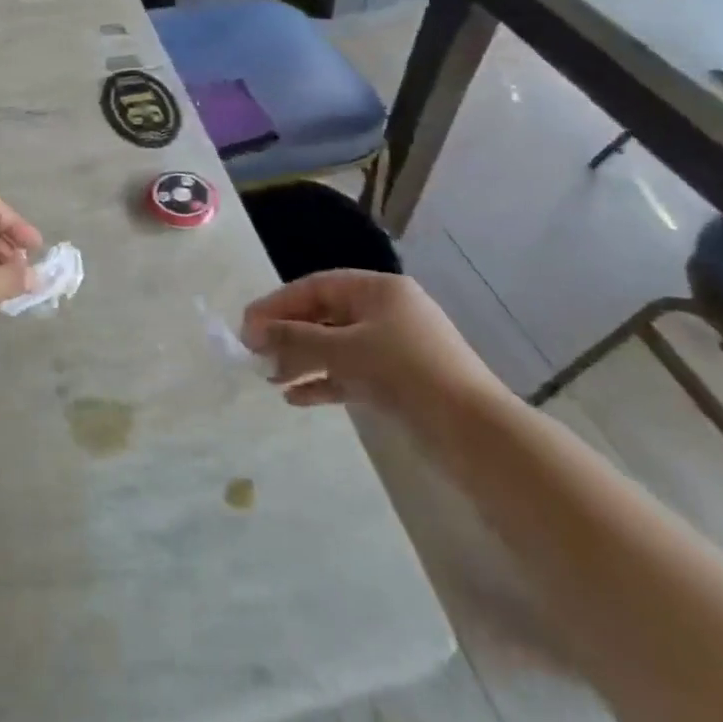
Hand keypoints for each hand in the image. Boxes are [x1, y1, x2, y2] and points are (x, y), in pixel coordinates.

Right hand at [240, 270, 506, 432]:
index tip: (246, 327)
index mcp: (378, 290)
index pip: (316, 287)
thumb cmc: (406, 373)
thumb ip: (296, 338)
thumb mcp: (345, 350)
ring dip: (302, 361)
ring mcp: (394, 347)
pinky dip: (324, 382)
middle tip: (253, 355)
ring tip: (270, 379)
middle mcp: (386, 311)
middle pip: (325, 315)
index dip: (278, 304)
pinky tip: (297, 398)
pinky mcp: (399, 382)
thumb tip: (254, 331)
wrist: (476, 434)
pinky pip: (351, 373)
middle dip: (288, 335)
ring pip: (336, 346)